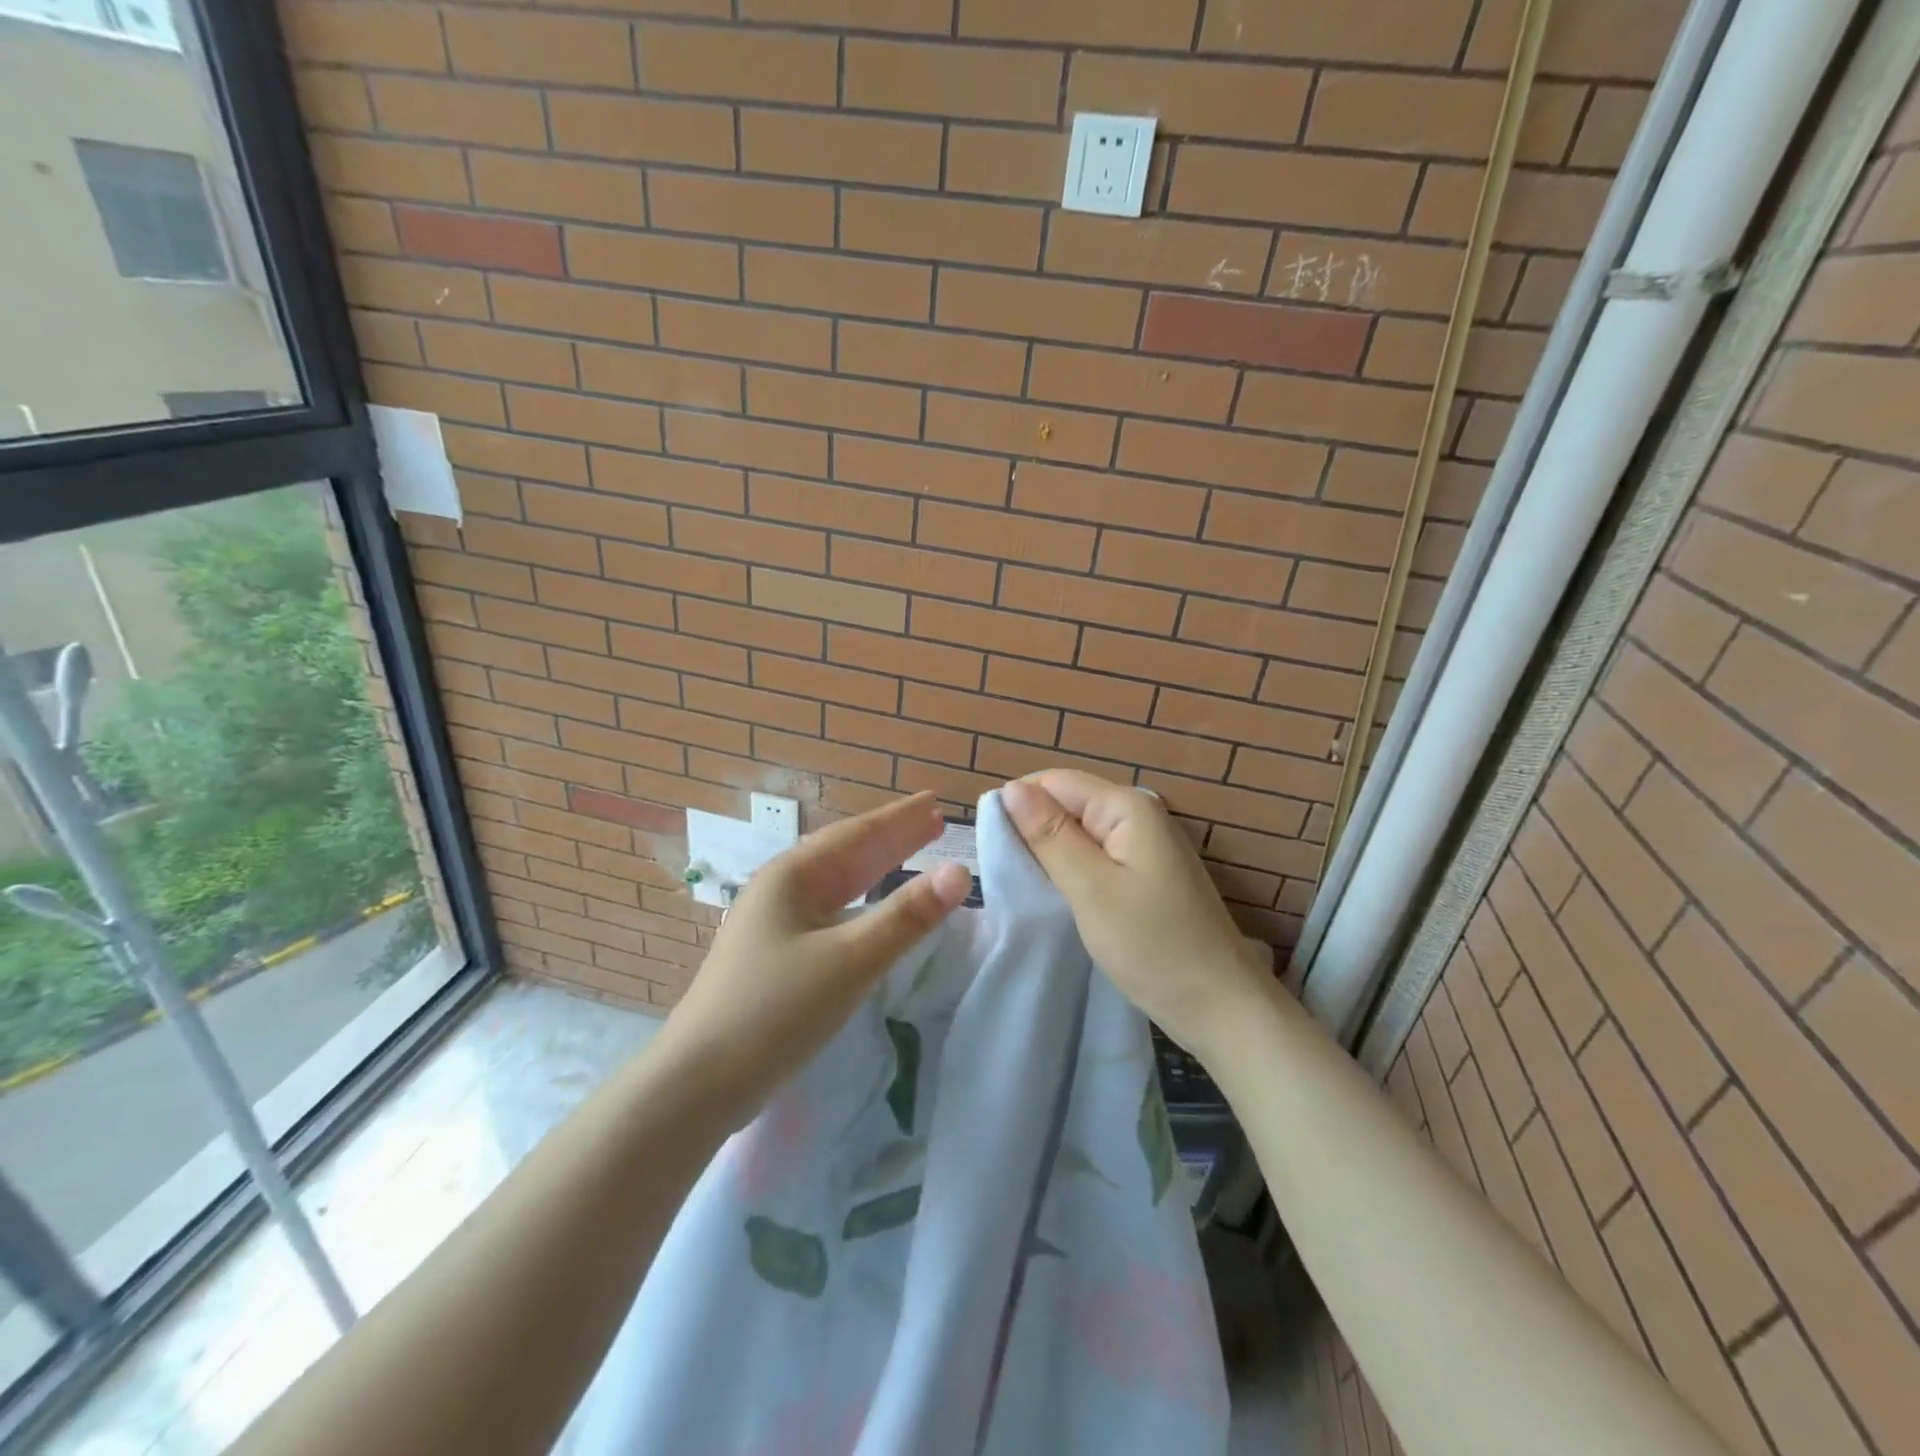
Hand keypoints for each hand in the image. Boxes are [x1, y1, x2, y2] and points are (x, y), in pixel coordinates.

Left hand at [650, 792, 971, 1129]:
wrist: (697, 1084)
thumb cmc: (775, 1010)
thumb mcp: (849, 960)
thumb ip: (906, 917)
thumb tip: (960, 872)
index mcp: (792, 876)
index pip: (858, 834)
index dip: (900, 819)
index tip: (935, 802)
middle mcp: (782, 890)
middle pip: (847, 853)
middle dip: (893, 837)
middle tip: (935, 822)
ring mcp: (775, 923)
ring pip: (838, 884)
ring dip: (878, 868)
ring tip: (913, 854)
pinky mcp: (776, 956)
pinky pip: (830, 912)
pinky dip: (862, 902)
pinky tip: (871, 910)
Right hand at [1001, 772, 1281, 1064]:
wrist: (1221, 1007)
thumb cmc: (1152, 945)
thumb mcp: (1090, 888)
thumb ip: (1049, 835)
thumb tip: (1010, 789)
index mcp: (1127, 806)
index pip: (1054, 781)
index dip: (1018, 805)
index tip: (990, 845)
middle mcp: (1138, 814)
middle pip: (1068, 803)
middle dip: (1033, 830)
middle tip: (1006, 874)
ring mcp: (1145, 846)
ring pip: (1079, 832)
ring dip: (1051, 852)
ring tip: (1025, 886)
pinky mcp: (1145, 874)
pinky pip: (1096, 856)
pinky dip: (1072, 870)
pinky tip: (1057, 895)